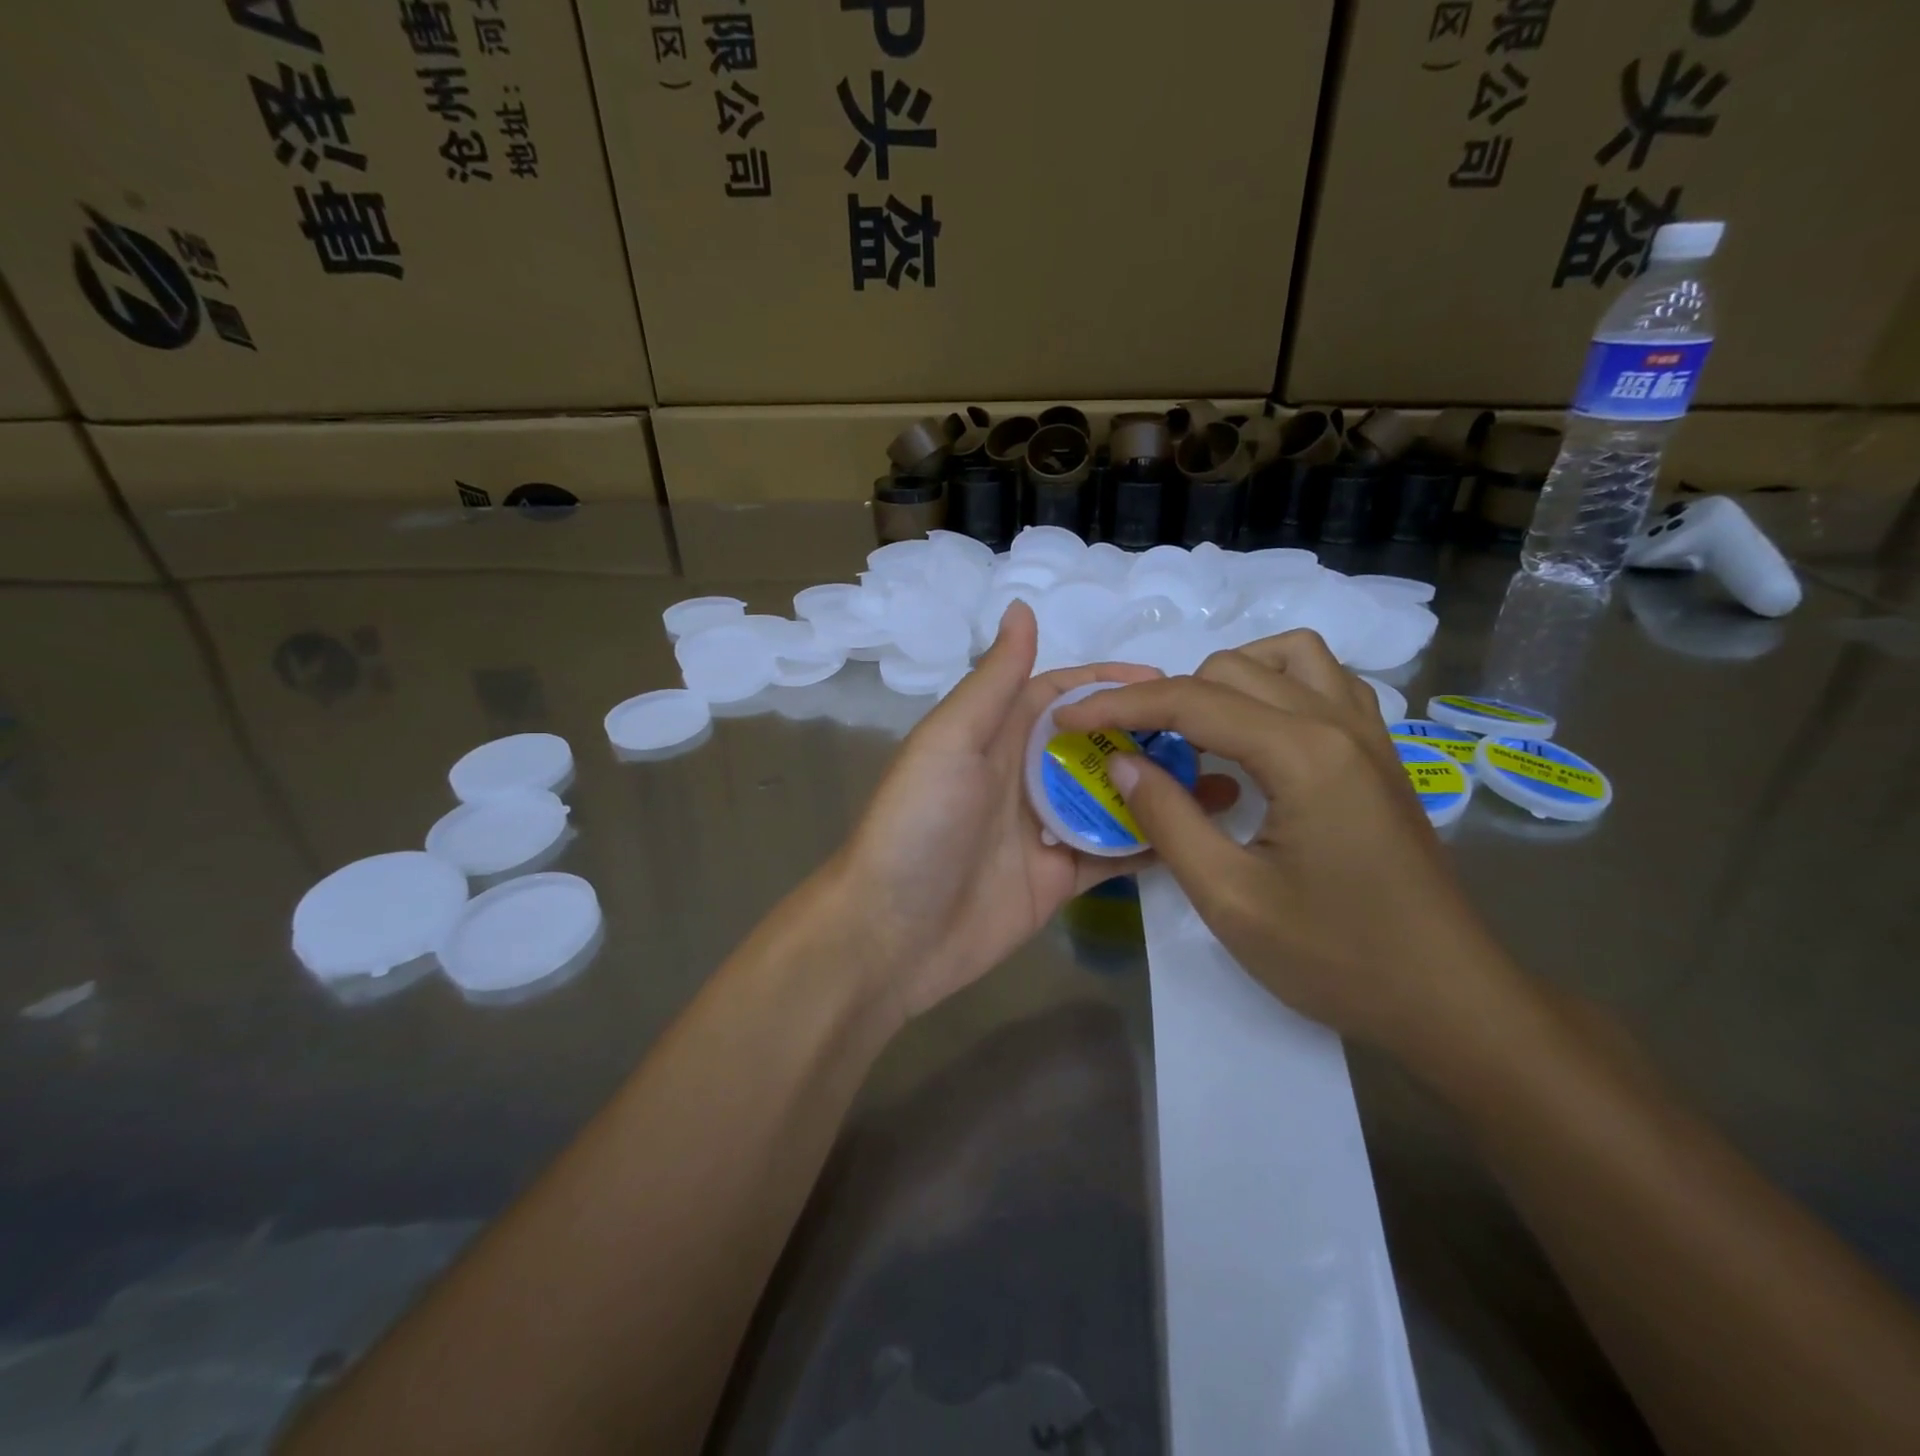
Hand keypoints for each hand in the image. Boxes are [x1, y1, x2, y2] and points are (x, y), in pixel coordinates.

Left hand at [822, 601, 1231, 1025]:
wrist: (892, 934)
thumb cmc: (918, 824)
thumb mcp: (951, 741)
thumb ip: (994, 682)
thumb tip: (1023, 607)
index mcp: (997, 734)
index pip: (1063, 694)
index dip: (1111, 682)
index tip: (1170, 681)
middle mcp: (1025, 775)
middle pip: (1096, 744)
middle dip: (1147, 734)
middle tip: (1212, 733)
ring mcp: (1046, 829)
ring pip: (1113, 797)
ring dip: (1158, 787)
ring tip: (1221, 778)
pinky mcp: (1061, 877)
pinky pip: (1114, 852)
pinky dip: (1151, 841)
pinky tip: (1198, 833)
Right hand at [1053, 630, 1519, 1061]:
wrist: (1449, 998)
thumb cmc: (1336, 957)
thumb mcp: (1230, 898)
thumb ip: (1168, 820)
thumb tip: (1122, 762)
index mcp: (1302, 754)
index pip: (1191, 701)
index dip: (1120, 704)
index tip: (1069, 716)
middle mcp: (1339, 723)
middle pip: (1232, 668)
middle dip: (1167, 697)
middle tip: (1131, 747)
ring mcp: (1369, 733)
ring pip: (1286, 657)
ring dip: (1226, 679)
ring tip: (1192, 729)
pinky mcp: (1380, 753)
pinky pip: (1324, 682)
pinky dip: (1275, 686)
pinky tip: (1255, 735)